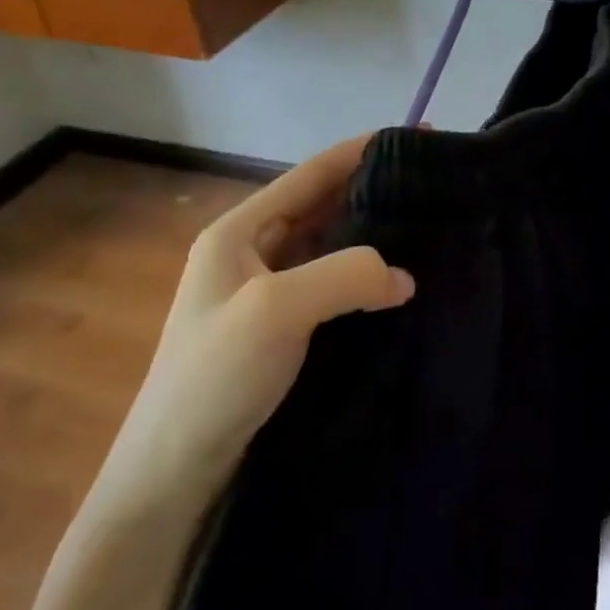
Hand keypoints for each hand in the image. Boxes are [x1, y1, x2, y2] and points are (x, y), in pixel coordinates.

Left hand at [94, 133, 415, 507]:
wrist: (173, 474)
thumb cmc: (213, 378)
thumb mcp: (276, 310)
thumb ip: (345, 274)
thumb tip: (405, 276)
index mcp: (239, 231)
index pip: (312, 173)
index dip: (365, 149)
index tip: (420, 136)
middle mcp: (253, 252)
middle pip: (325, 204)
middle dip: (377, 189)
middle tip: (436, 186)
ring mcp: (269, 292)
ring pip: (334, 244)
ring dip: (377, 233)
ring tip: (431, 227)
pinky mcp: (286, 327)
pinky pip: (336, 283)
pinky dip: (370, 274)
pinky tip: (403, 281)